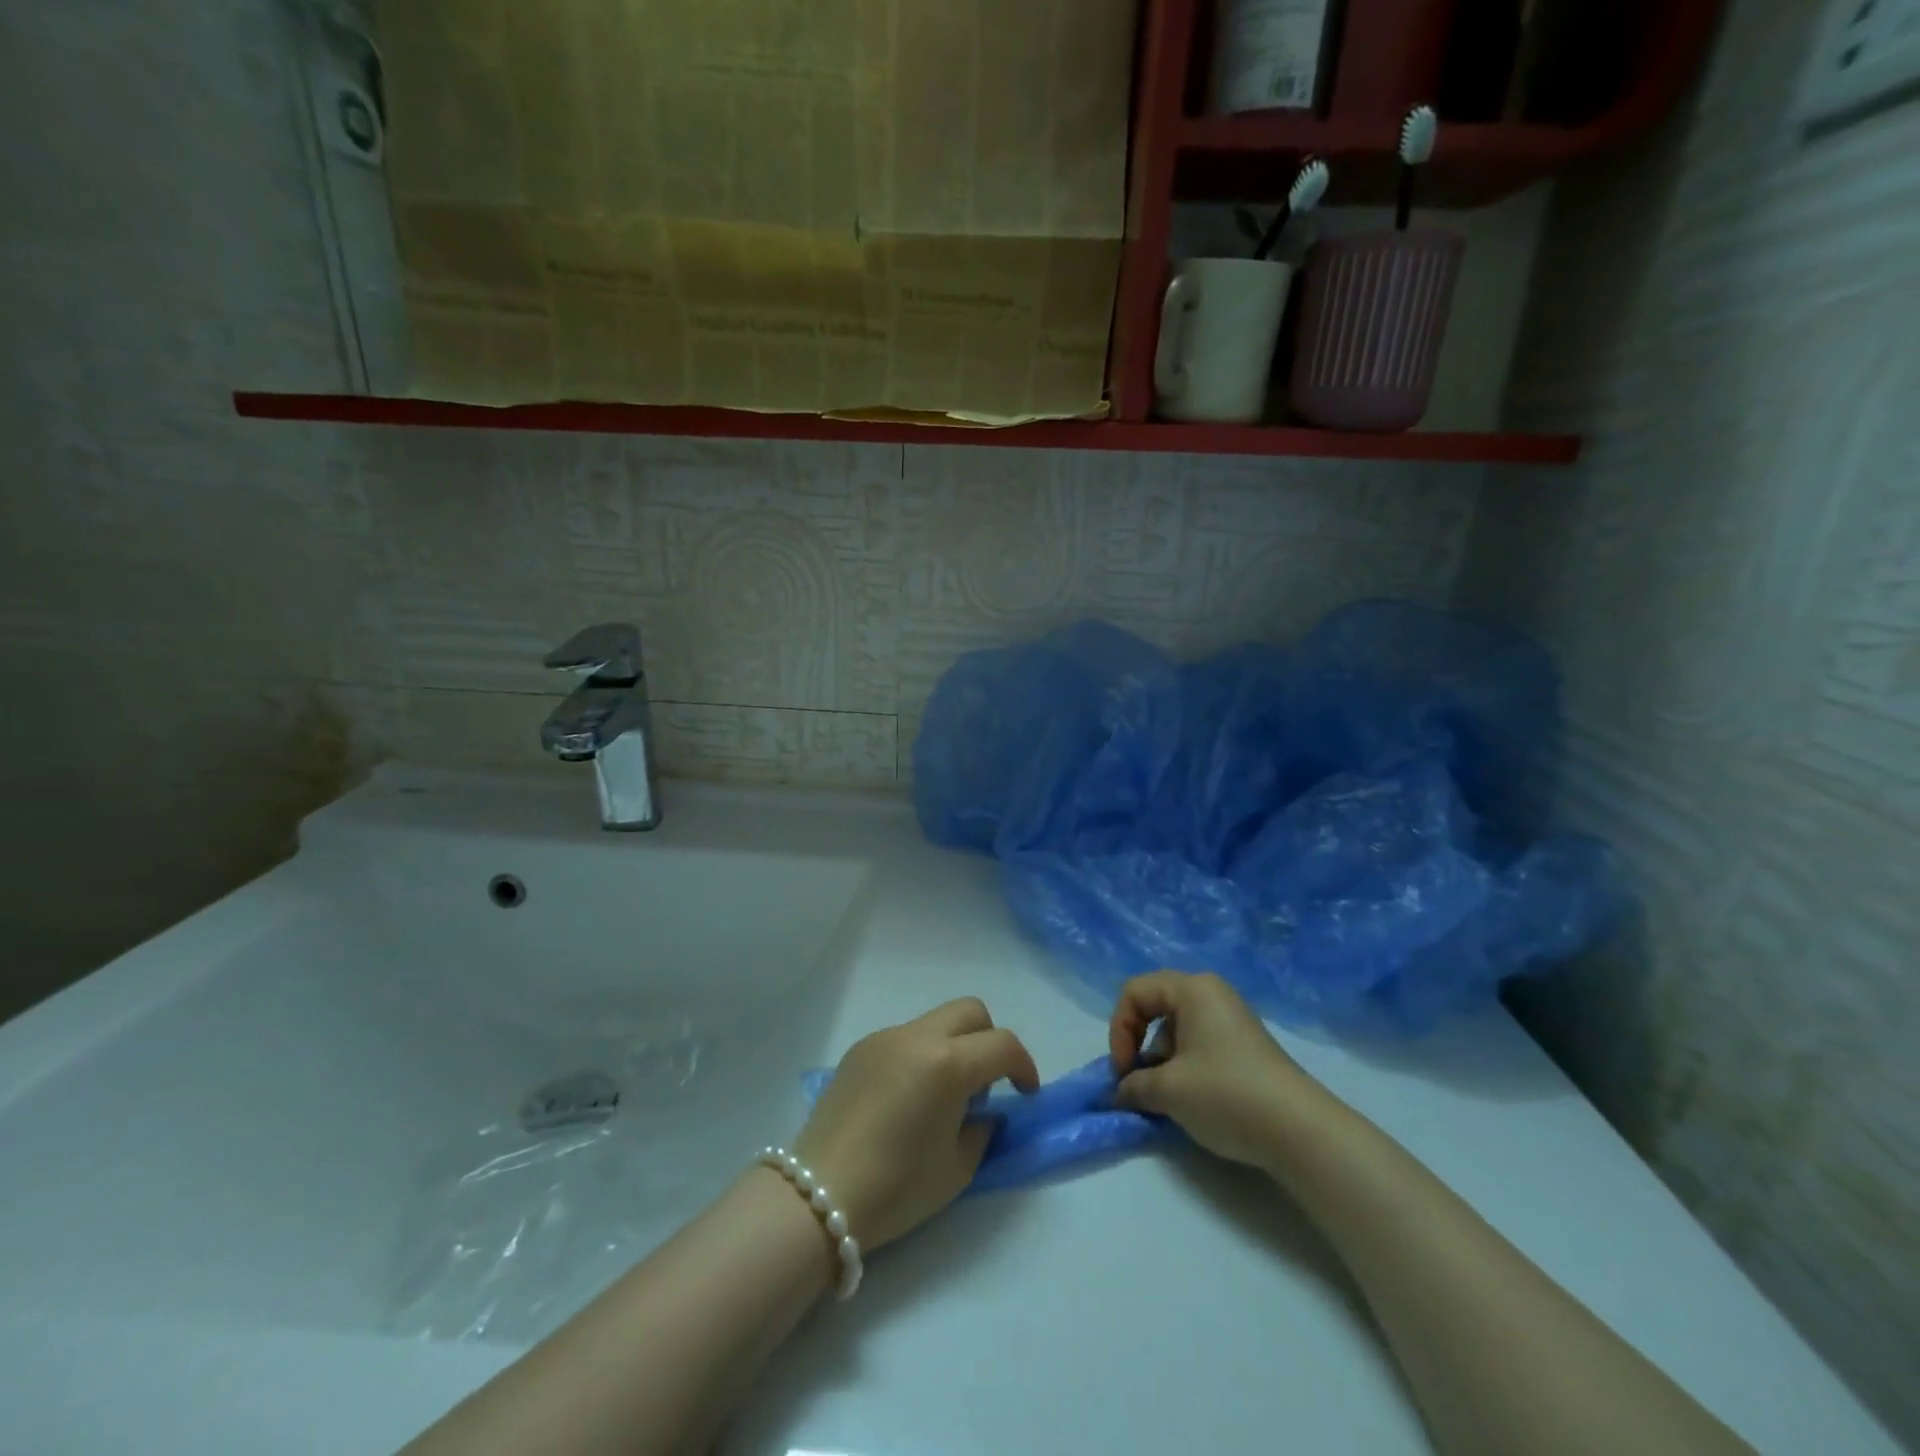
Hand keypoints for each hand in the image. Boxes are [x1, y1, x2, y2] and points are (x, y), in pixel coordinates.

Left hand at [795, 998, 1039, 1251]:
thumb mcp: (957, 1168)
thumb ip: (981, 1129)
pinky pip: (904, 1038)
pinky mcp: (860, 1048)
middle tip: (987, 1085)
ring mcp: (884, 1037)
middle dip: (989, 1041)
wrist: (819, 1195)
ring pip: (935, 1022)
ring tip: (942, 1097)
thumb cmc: (896, 1188)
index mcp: (948, 1064)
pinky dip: (920, 1055)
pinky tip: (906, 1099)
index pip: (1002, 1045)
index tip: (1025, 1095)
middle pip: (970, 1012)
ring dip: (953, 1047)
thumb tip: (982, 1111)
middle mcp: (917, 1036)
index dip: (1024, 1067)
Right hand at [1109, 971, 1329, 1171]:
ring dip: (1161, 1060)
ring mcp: (1231, 1018)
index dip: (1119, 1030)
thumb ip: (1134, 1085)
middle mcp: (1212, 993)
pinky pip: (1199, 1042)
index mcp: (1192, 988)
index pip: (1134, 992)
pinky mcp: (1244, 1044)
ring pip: (1176, 1027)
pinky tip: (1192, 1098)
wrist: (1301, 1131)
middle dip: (1139, 1044)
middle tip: (1139, 1081)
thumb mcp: (1169, 1090)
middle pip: (1155, 1006)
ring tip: (1168, 1097)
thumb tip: (1120, 1091)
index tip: (1124, 1071)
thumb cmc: (1226, 1094)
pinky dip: (1184, 1066)